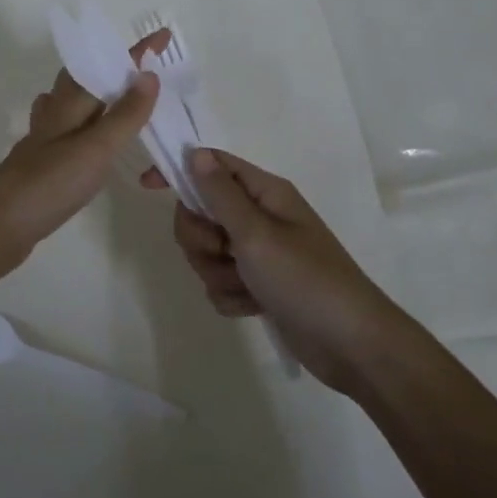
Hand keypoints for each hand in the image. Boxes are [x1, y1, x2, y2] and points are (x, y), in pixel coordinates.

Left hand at [0, 32, 167, 296]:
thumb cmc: (50, 183)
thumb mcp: (96, 148)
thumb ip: (124, 114)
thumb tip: (148, 74)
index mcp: (70, 104)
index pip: (107, 66)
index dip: (136, 53)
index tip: (164, 36)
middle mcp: (55, 114)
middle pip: (84, 78)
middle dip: (113, 67)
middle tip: (145, 67)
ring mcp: (45, 139)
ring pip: (72, 102)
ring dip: (96, 92)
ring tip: (121, 93)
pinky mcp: (43, 163)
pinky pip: (68, 129)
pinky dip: (84, 122)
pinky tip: (87, 135)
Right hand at [165, 149, 400, 392]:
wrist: (350, 345)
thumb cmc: (305, 279)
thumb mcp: (256, 233)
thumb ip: (220, 194)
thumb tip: (196, 153)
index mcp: (264, 193)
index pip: (212, 165)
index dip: (179, 171)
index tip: (147, 185)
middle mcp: (259, 217)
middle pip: (201, 212)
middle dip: (201, 238)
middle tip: (223, 251)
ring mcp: (259, 253)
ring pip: (207, 251)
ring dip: (217, 271)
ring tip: (246, 286)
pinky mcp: (258, 285)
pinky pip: (220, 282)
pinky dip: (230, 295)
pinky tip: (254, 307)